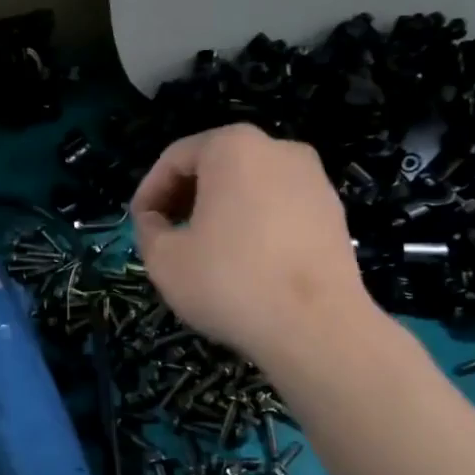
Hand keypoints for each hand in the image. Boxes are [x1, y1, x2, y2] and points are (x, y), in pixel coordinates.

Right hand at [130, 123, 374, 364]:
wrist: (316, 326)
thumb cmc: (229, 281)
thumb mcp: (163, 258)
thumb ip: (149, 229)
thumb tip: (156, 221)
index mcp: (233, 147)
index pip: (175, 158)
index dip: (150, 192)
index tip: (140, 225)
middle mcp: (279, 149)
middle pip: (216, 165)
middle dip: (186, 198)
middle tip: (167, 235)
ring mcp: (314, 179)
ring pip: (250, 187)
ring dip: (220, 211)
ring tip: (204, 251)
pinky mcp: (334, 213)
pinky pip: (279, 208)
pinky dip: (254, 224)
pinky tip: (245, 263)